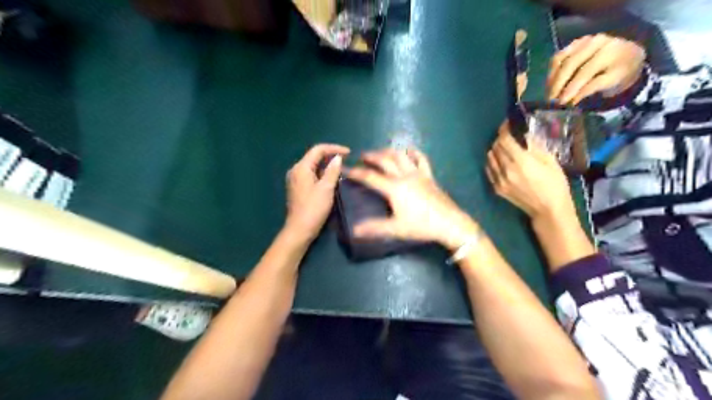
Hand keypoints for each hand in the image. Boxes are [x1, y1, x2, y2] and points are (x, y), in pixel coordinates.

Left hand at [284, 143, 349, 239]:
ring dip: (327, 166)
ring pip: (313, 166)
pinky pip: (311, 175)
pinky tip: (332, 180)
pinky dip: (322, 174)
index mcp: (301, 167)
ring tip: (342, 170)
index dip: (334, 148)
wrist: (299, 230)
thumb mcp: (326, 188)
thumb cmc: (313, 208)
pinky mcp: (298, 188)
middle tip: (347, 161)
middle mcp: (296, 170)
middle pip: (314, 157)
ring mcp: (296, 180)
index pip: (318, 150)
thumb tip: (338, 158)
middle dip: (331, 156)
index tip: (349, 153)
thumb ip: (332, 171)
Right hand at [345, 149, 477, 250]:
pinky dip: (413, 153)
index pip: (370, 177)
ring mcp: (419, 174)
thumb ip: (374, 228)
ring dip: (388, 151)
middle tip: (362, 156)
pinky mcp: (429, 176)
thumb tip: (354, 230)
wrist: (450, 224)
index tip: (345, 169)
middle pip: (385, 160)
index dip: (355, 172)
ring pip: (401, 156)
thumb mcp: (396, 229)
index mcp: (394, 188)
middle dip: (371, 156)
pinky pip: (421, 159)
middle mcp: (404, 176)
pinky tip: (408, 151)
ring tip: (380, 152)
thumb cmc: (421, 226)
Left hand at [486, 120, 574, 223]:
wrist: (548, 210)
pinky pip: (489, 170)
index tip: (507, 124)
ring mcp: (499, 180)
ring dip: (495, 150)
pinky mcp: (496, 188)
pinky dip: (492, 162)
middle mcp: (506, 170)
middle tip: (508, 136)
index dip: (504, 129)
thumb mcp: (550, 161)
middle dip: (500, 138)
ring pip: (489, 158)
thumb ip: (534, 146)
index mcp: (521, 161)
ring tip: (504, 148)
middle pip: (495, 147)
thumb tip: (524, 134)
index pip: (504, 139)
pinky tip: (500, 161)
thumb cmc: (555, 184)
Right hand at [546, 33, 648, 103]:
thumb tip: (571, 100)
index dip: (572, 88)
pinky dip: (552, 70)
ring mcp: (583, 41)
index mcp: (609, 51)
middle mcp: (594, 42)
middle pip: (569, 64)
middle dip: (558, 84)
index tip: (562, 102)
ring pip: (560, 59)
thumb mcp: (613, 81)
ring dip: (552, 78)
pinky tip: (551, 82)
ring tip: (549, 92)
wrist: (629, 54)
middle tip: (551, 99)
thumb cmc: (622, 70)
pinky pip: (558, 56)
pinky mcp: (574, 43)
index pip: (585, 72)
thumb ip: (592, 88)